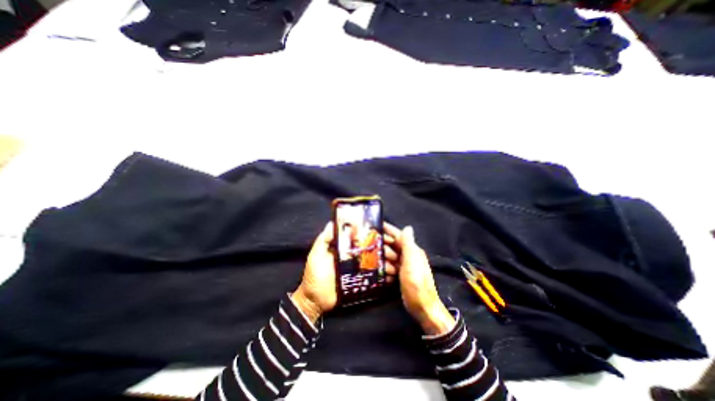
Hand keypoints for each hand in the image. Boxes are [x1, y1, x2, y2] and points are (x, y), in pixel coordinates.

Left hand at [291, 223, 401, 322]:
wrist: (315, 300)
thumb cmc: (315, 275)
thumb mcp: (316, 254)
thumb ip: (323, 239)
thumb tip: (332, 222)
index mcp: (342, 248)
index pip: (359, 238)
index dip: (370, 235)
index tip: (383, 233)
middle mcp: (351, 256)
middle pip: (369, 249)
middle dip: (382, 248)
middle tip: (394, 249)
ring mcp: (356, 269)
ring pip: (372, 262)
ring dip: (384, 261)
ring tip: (395, 261)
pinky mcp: (358, 281)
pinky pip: (371, 275)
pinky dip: (380, 274)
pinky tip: (390, 273)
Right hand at [386, 226, 458, 334]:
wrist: (422, 307)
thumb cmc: (416, 283)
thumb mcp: (411, 262)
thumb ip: (408, 244)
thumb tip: (407, 227)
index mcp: (412, 250)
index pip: (399, 235)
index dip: (388, 229)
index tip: (376, 225)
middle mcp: (409, 255)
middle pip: (393, 245)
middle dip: (383, 247)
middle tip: (372, 249)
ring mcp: (405, 266)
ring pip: (390, 256)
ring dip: (384, 260)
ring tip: (381, 266)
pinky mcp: (402, 275)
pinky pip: (391, 267)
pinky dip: (386, 269)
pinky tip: (383, 273)